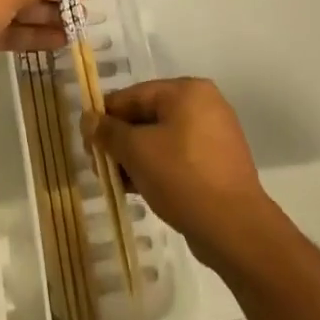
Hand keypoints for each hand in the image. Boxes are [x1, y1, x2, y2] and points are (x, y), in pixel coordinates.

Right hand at [84, 77, 273, 269]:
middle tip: (97, 164)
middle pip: (147, 116)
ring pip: (161, 139)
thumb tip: (88, 119)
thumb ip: (108, 132)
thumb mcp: (136, 151)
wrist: (234, 228)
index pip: (134, 95)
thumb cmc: (182, 177)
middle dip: (120, 140)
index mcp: (187, 91)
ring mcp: (214, 135)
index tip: (86, 141)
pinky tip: (137, 188)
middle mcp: (204, 105)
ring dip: (135, 156)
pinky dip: (156, 167)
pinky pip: (178, 157)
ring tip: (114, 180)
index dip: (105, 116)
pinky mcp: (218, 163)